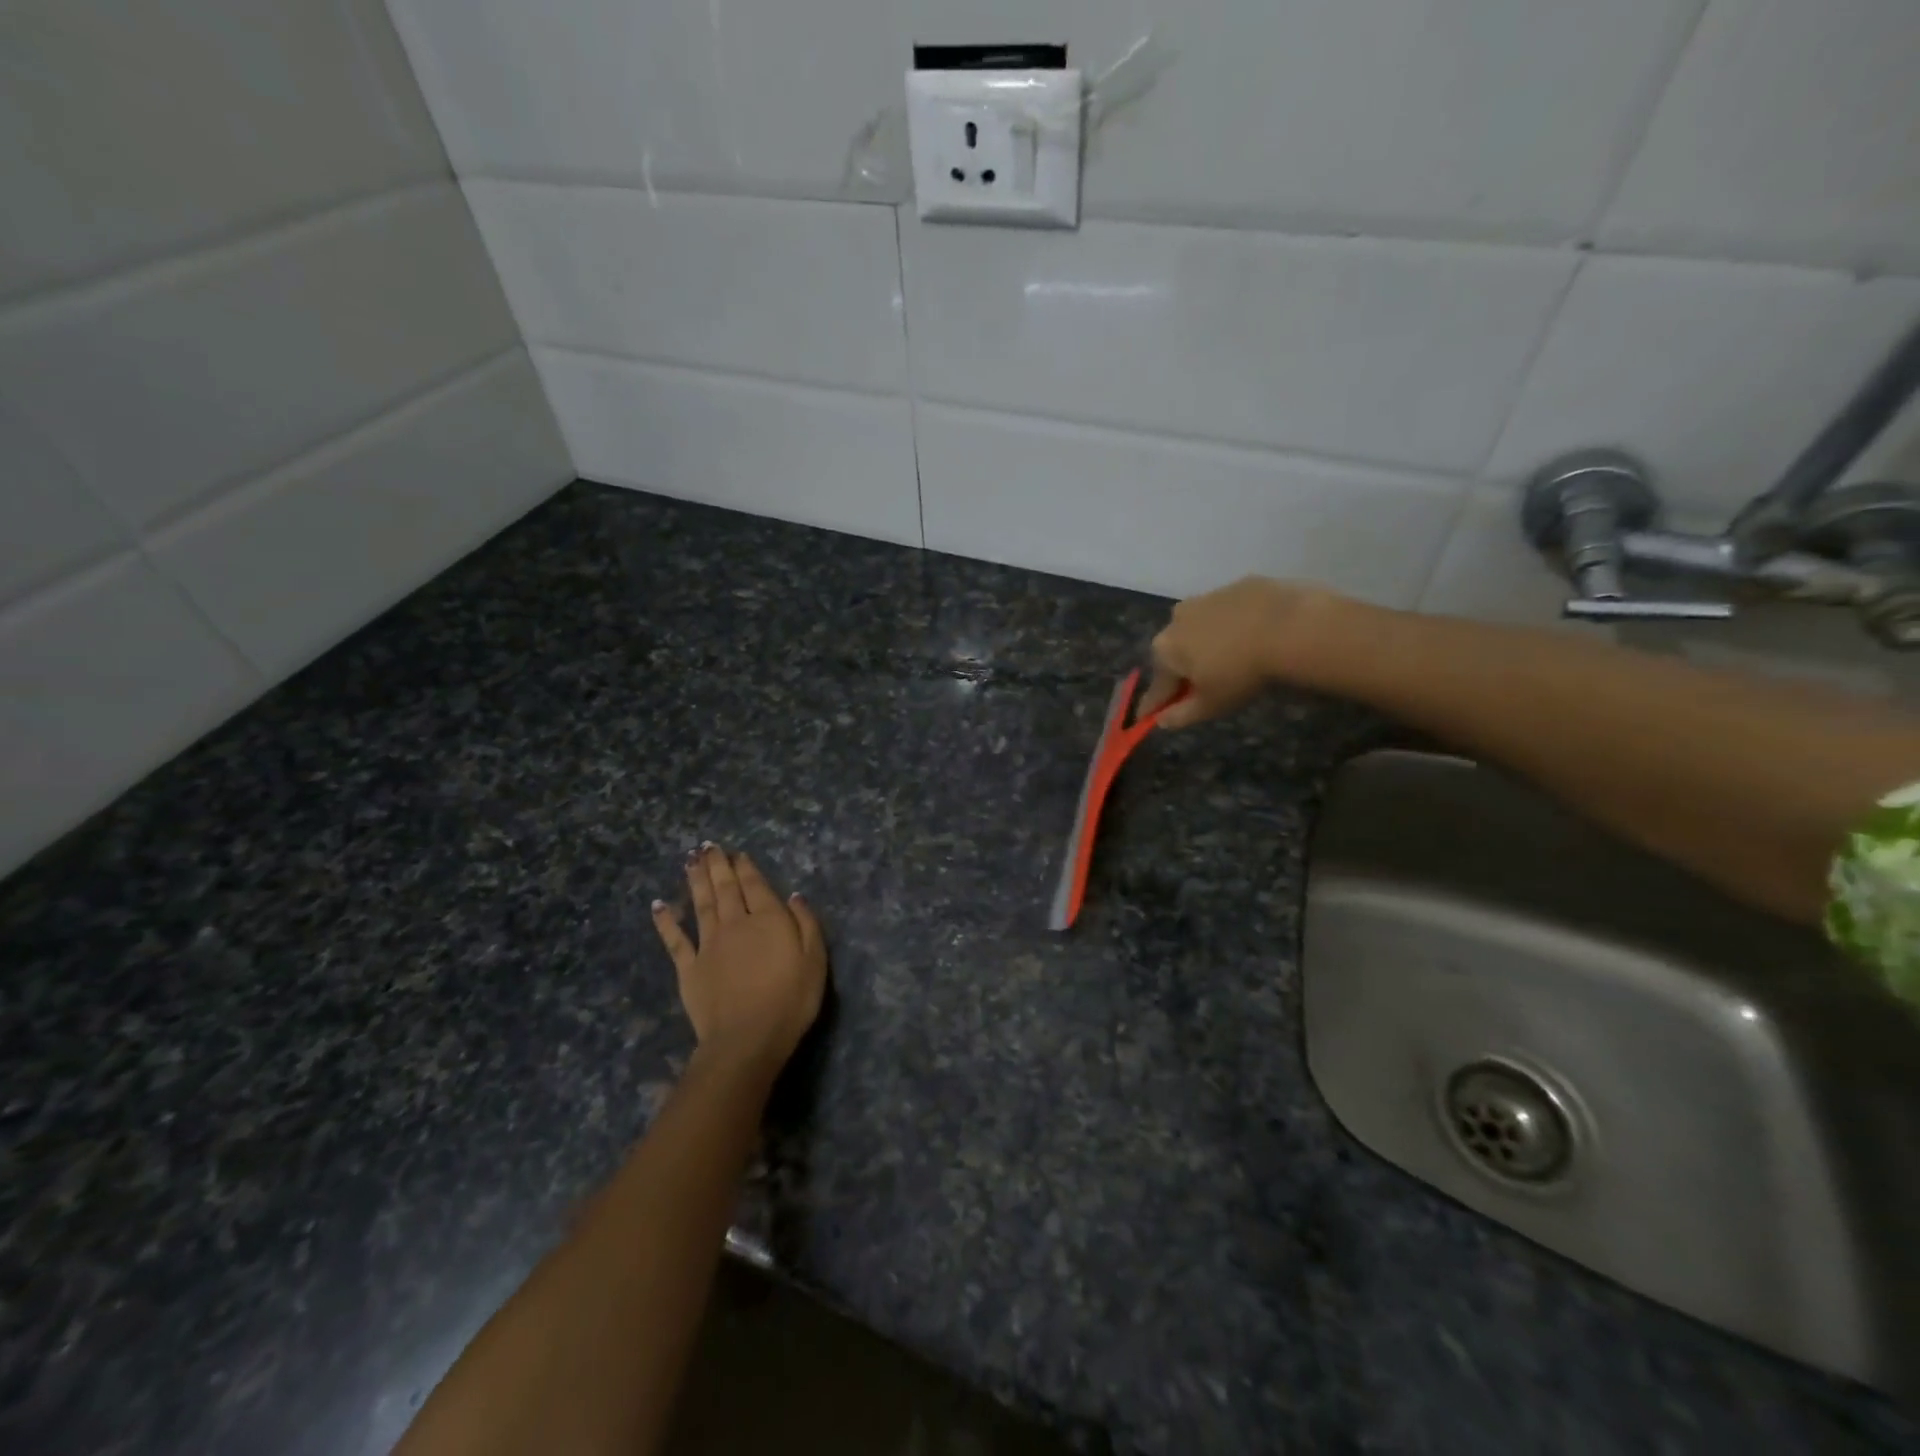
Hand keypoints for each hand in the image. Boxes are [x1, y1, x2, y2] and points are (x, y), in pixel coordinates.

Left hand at [652, 845, 827, 1073]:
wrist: (746, 1039)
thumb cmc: (790, 1000)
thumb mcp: (815, 960)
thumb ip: (806, 924)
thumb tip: (794, 896)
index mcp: (768, 919)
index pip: (755, 885)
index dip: (746, 867)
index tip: (738, 853)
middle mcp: (735, 923)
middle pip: (725, 888)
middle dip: (717, 865)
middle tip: (708, 846)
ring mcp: (708, 945)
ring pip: (701, 904)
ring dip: (695, 880)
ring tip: (690, 860)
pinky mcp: (689, 968)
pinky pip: (675, 940)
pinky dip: (666, 921)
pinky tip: (658, 906)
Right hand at [1138, 578, 1359, 728]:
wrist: (1290, 626)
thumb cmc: (1241, 672)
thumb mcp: (1211, 705)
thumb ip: (1181, 715)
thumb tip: (1160, 721)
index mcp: (1165, 649)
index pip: (1157, 686)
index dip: (1155, 704)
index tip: (1149, 716)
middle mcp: (1176, 619)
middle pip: (1177, 652)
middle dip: (1185, 669)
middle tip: (1206, 686)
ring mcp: (1207, 597)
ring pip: (1201, 627)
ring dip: (1209, 643)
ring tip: (1235, 658)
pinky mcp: (1237, 586)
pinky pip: (1230, 612)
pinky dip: (1235, 624)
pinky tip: (1255, 636)